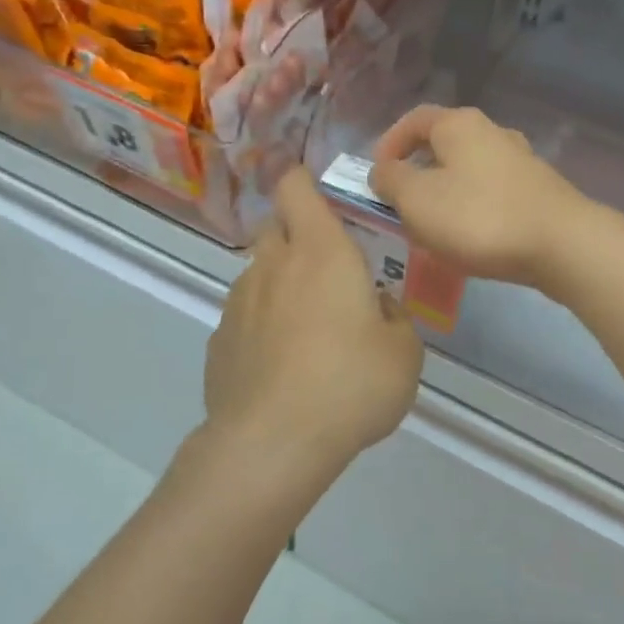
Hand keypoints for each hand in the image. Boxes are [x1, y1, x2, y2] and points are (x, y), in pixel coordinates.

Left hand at [203, 166, 423, 483]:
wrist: (273, 443)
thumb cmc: (350, 384)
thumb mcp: (404, 353)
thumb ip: (394, 318)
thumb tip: (376, 307)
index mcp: (321, 252)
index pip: (296, 188)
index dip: (302, 180)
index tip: (317, 193)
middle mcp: (273, 266)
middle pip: (274, 227)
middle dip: (295, 235)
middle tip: (326, 270)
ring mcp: (238, 303)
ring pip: (258, 274)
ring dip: (280, 285)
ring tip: (307, 330)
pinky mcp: (219, 342)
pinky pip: (244, 318)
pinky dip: (262, 327)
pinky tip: (281, 366)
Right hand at [370, 106, 595, 288]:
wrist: (562, 245)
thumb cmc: (479, 217)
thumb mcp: (417, 200)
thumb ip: (391, 181)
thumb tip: (384, 171)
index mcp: (459, 125)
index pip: (414, 120)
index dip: (389, 144)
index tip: (376, 176)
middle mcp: (493, 132)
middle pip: (444, 144)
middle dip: (418, 172)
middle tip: (402, 204)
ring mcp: (521, 160)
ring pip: (469, 170)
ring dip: (446, 193)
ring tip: (434, 227)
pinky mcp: (539, 190)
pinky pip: (493, 193)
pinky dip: (474, 208)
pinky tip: (472, 238)